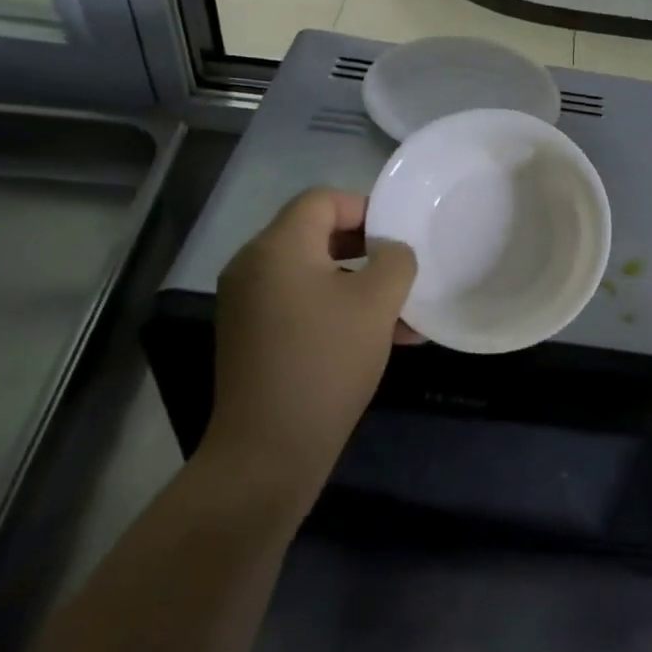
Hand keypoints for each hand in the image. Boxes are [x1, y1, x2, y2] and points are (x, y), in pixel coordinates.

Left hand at [207, 189, 417, 499]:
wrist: (269, 450)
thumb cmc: (326, 363)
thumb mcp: (376, 304)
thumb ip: (395, 261)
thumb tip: (392, 251)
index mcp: (277, 247)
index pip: (322, 200)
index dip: (365, 208)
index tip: (400, 235)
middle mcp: (253, 267)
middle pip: (315, 235)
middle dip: (367, 249)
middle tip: (403, 269)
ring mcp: (248, 305)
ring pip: (313, 276)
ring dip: (358, 285)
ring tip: (403, 314)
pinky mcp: (252, 337)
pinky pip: (300, 305)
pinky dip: (337, 310)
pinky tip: (380, 338)